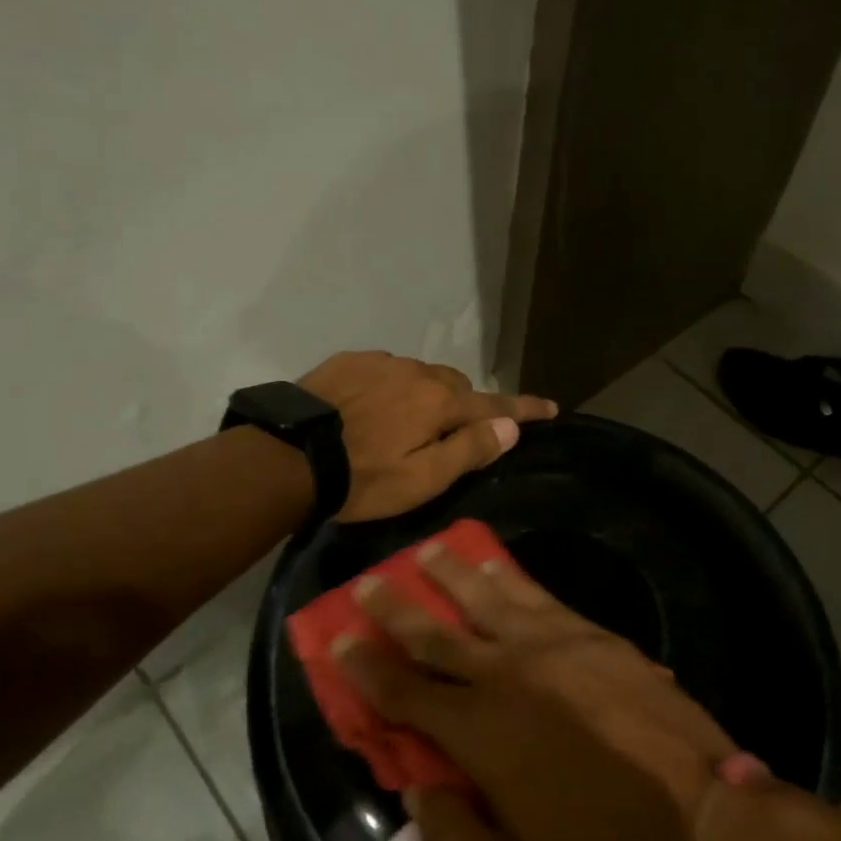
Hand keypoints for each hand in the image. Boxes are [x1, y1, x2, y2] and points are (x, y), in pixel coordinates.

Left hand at [298, 352, 554, 521]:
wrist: (288, 456)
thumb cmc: (362, 479)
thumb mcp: (422, 479)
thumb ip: (468, 450)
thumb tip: (510, 428)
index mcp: (439, 403)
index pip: (495, 405)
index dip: (524, 409)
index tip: (551, 407)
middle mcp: (416, 372)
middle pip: (456, 386)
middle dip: (464, 404)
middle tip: (455, 432)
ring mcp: (380, 362)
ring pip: (419, 376)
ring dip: (425, 395)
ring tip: (406, 423)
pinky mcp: (349, 362)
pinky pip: (385, 371)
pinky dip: (391, 387)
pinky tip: (371, 408)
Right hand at [334, 540, 739, 840]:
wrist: (706, 827)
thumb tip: (419, 793)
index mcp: (481, 734)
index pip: (405, 691)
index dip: (366, 665)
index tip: (338, 638)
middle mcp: (508, 675)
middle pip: (437, 632)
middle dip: (397, 605)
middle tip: (370, 580)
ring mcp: (554, 647)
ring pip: (487, 598)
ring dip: (452, 574)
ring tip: (428, 550)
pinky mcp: (595, 637)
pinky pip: (539, 596)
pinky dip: (510, 578)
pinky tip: (497, 568)